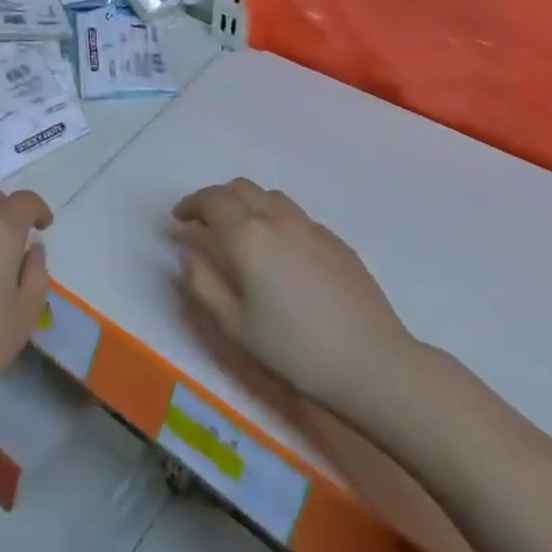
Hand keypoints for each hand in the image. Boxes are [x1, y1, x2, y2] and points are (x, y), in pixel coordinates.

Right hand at [172, 177, 421, 409]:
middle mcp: (277, 219)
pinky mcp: (336, 241)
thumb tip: (185, 252)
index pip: (212, 200)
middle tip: (204, 223)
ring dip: (247, 204)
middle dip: (216, 199)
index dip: (191, 205)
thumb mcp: (235, 326)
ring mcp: (311, 227)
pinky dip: (275, 220)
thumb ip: (203, 283)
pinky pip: (295, 216)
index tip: (178, 219)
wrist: (372, 363)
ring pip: (270, 197)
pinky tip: (280, 253)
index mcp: (248, 235)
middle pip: (240, 188)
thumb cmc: (295, 350)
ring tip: (241, 233)